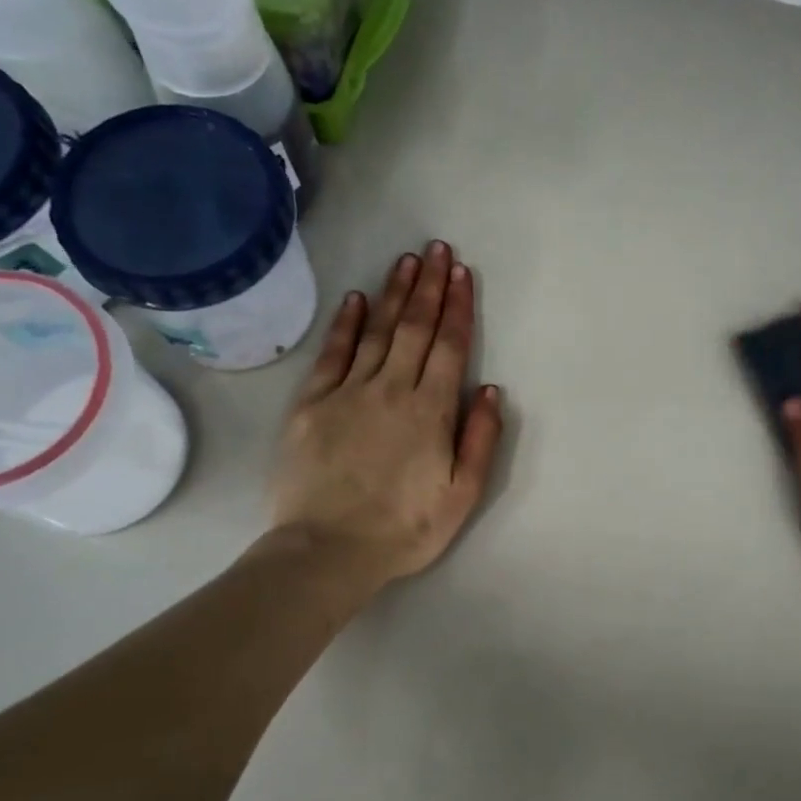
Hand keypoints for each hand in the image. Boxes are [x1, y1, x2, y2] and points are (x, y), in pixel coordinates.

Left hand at [267, 241, 503, 590]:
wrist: (327, 550)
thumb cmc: (404, 528)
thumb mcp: (462, 494)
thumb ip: (479, 438)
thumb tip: (489, 389)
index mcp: (430, 410)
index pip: (449, 347)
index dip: (458, 307)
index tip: (462, 273)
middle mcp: (391, 389)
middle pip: (415, 328)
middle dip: (429, 286)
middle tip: (437, 250)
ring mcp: (348, 393)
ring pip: (377, 332)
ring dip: (395, 294)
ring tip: (406, 261)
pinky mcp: (311, 404)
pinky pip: (333, 354)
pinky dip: (346, 324)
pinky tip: (357, 299)